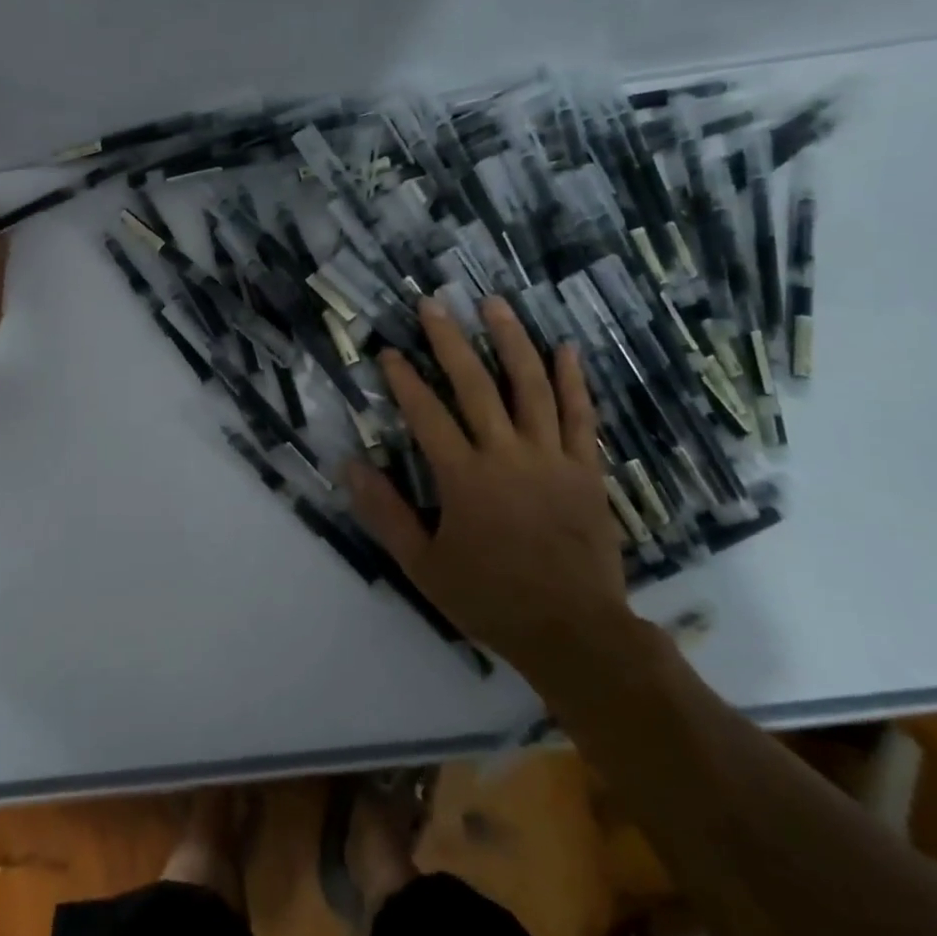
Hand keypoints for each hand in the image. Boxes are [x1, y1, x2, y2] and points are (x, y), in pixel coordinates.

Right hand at [345, 296, 629, 671]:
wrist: (573, 631)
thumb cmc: (489, 598)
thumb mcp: (423, 564)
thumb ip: (385, 512)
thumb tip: (350, 465)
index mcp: (464, 478)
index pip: (427, 414)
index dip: (404, 379)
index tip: (388, 351)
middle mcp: (507, 455)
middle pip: (476, 385)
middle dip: (450, 341)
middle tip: (433, 304)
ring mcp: (552, 458)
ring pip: (531, 387)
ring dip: (512, 341)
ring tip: (495, 304)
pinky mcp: (586, 469)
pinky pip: (580, 416)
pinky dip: (572, 380)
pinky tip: (565, 348)